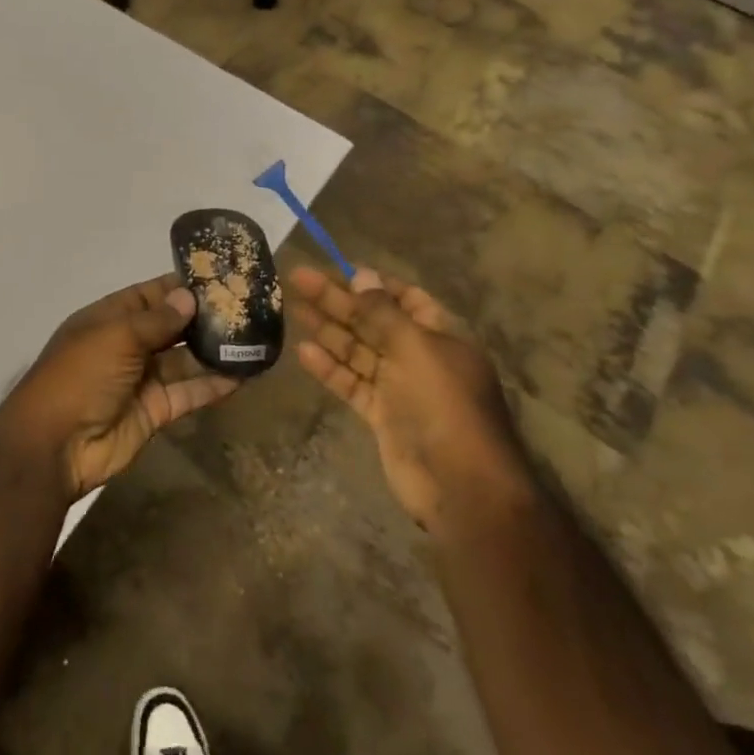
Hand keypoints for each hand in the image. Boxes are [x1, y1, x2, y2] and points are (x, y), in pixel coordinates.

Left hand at [0, 275, 239, 499]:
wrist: (56, 445)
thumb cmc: (80, 376)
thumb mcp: (116, 337)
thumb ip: (156, 319)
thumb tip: (189, 297)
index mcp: (109, 319)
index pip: (150, 295)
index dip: (180, 287)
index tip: (219, 277)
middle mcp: (127, 345)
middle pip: (170, 327)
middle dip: (203, 318)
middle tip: (248, 307)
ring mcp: (142, 379)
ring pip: (184, 360)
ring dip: (213, 351)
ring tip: (254, 338)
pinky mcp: (156, 411)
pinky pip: (189, 392)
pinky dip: (213, 385)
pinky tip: (244, 374)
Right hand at [289, 265, 526, 529]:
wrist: (461, 486)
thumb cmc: (444, 405)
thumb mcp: (415, 347)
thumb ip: (384, 312)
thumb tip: (361, 274)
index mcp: (439, 335)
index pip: (404, 298)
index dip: (371, 283)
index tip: (336, 268)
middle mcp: (419, 356)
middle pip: (372, 321)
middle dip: (337, 300)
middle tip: (298, 279)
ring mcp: (399, 387)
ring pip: (357, 350)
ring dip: (327, 329)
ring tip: (292, 308)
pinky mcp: (381, 414)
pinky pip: (351, 383)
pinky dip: (329, 368)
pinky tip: (303, 352)